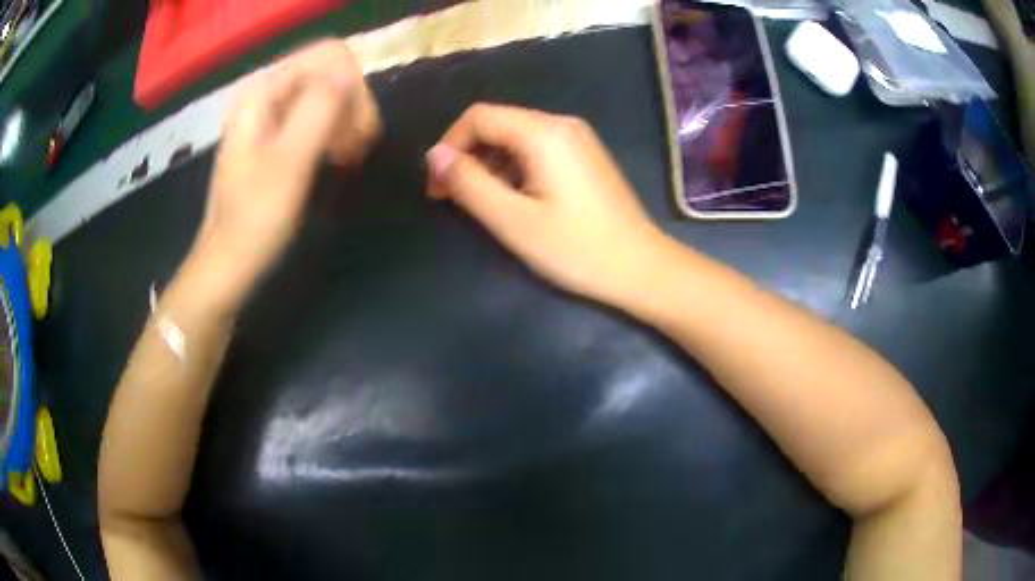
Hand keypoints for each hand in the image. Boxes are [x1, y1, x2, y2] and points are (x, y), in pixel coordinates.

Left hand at [188, 40, 380, 306]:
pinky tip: (337, 158)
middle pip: (333, 71)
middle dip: (352, 106)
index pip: (332, 56)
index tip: (357, 136)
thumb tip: (350, 73)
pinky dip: (336, 132)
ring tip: (348, 159)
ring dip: (348, 121)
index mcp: (263, 90)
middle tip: (355, 152)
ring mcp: (271, 112)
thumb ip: (320, 108)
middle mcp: (267, 91)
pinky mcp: (277, 133)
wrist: (228, 263)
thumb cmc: (255, 219)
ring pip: (330, 92)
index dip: (354, 90)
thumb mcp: (290, 162)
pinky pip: (320, 114)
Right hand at [426, 104, 669, 307]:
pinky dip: (514, 169)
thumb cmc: (577, 249)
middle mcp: (561, 124)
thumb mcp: (513, 220)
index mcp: (544, 132)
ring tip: (482, 205)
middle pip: (497, 124)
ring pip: (516, 138)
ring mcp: (578, 139)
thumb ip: (469, 183)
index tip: (437, 187)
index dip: (449, 147)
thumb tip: (434, 156)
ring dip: (490, 165)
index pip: (478, 118)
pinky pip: (537, 150)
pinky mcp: (585, 156)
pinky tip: (515, 200)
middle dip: (468, 156)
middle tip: (453, 199)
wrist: (642, 268)